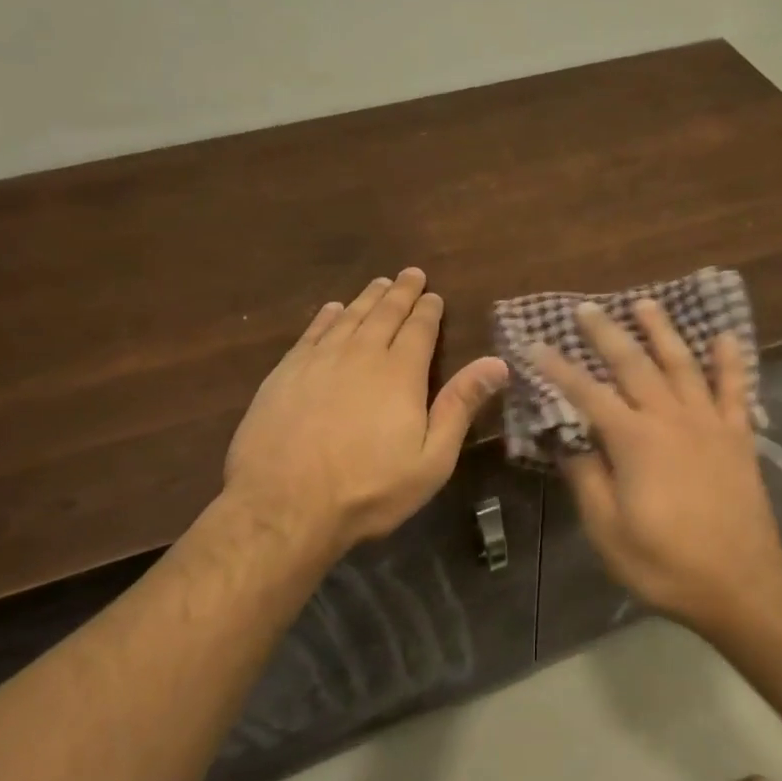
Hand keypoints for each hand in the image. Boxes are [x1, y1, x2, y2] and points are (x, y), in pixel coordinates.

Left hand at [223, 268, 508, 561]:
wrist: (284, 506)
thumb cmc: (369, 489)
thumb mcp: (431, 459)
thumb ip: (461, 406)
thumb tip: (498, 362)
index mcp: (400, 373)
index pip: (419, 329)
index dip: (428, 310)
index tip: (434, 295)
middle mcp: (360, 354)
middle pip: (384, 314)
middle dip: (401, 293)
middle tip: (410, 274)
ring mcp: (318, 361)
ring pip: (349, 317)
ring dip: (367, 298)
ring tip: (379, 284)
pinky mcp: (285, 373)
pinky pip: (312, 332)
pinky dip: (327, 317)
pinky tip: (333, 309)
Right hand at [529, 300, 781, 623]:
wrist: (741, 584)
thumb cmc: (665, 562)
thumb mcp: (608, 530)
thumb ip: (586, 478)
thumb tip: (566, 439)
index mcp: (634, 441)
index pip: (587, 394)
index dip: (558, 369)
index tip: (535, 345)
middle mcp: (670, 419)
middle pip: (634, 365)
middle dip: (606, 334)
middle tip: (586, 308)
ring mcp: (709, 423)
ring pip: (682, 364)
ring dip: (662, 332)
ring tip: (645, 304)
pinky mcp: (738, 436)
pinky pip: (735, 389)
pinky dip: (730, 362)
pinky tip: (725, 337)